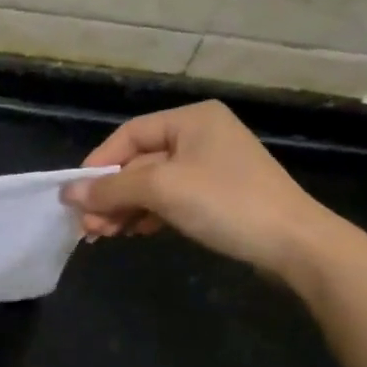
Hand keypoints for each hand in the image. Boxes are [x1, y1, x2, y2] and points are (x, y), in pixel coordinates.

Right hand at [63, 101, 338, 278]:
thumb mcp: (162, 190)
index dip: (99, 164)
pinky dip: (150, 214)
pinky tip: (133, 232)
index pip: (129, 135)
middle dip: (112, 194)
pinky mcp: (221, 196)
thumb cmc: (226, 203)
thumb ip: (111, 188)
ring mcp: (214, 166)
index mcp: (192, 119)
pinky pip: (173, 199)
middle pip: (140, 162)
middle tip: (88, 226)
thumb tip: (67, 194)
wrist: (298, 247)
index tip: (76, 194)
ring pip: (154, 184)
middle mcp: (202, 135)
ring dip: (126, 208)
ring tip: (103, 235)